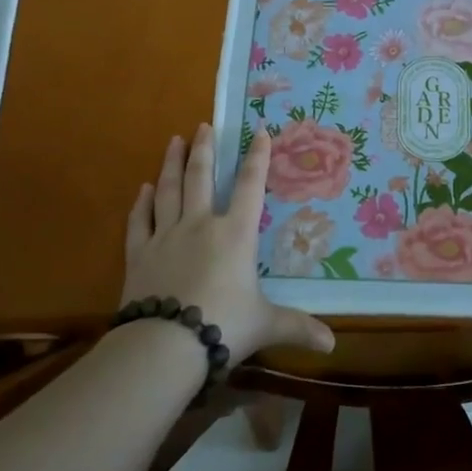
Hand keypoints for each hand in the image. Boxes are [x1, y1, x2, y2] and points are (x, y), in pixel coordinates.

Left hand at [122, 124, 334, 364]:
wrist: (164, 345)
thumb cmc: (223, 326)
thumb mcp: (266, 325)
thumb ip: (297, 327)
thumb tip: (332, 344)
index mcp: (235, 234)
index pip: (250, 186)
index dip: (257, 157)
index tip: (259, 131)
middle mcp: (200, 225)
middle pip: (201, 177)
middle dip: (204, 149)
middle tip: (203, 125)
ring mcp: (166, 236)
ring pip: (169, 191)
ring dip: (172, 164)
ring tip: (174, 141)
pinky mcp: (139, 255)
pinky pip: (140, 221)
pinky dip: (142, 203)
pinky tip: (143, 189)